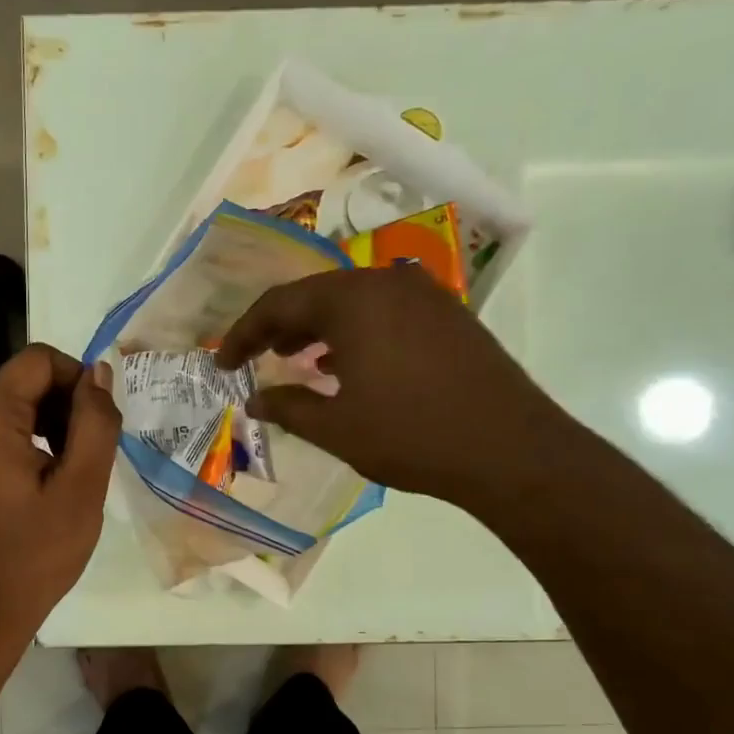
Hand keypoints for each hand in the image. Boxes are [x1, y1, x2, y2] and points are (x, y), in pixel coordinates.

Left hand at [0, 343, 120, 637]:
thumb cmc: (35, 553)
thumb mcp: (82, 488)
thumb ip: (96, 422)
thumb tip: (100, 374)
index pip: (40, 359)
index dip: (79, 380)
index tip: (100, 424)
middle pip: (24, 381)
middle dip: (64, 406)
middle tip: (89, 456)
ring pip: (11, 408)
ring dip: (49, 426)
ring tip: (70, 473)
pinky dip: (25, 443)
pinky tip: (43, 484)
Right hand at [215, 265, 575, 508]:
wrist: (510, 450)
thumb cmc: (410, 436)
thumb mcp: (336, 428)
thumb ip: (288, 408)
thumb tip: (256, 400)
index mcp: (353, 300)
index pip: (279, 304)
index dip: (243, 334)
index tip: (223, 364)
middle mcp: (387, 283)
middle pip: (317, 295)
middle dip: (281, 327)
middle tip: (256, 358)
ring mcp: (425, 296)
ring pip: (353, 302)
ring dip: (319, 329)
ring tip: (297, 362)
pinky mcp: (449, 316)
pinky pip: (386, 313)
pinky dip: (356, 334)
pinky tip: (348, 367)